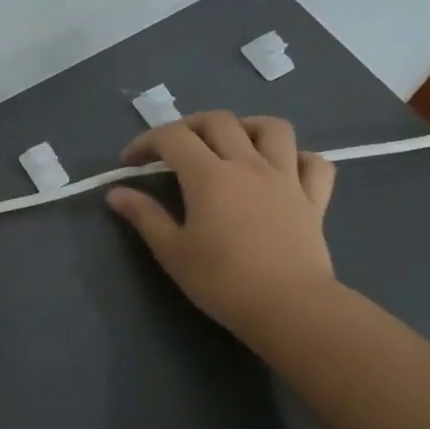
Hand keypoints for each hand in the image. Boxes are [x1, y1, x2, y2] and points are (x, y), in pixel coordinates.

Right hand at [106, 113, 337, 343]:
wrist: (289, 307)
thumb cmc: (222, 280)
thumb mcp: (172, 251)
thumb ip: (144, 216)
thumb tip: (115, 193)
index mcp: (209, 175)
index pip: (172, 138)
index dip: (145, 142)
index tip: (130, 164)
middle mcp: (248, 164)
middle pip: (218, 121)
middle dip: (189, 126)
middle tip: (173, 150)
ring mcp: (286, 178)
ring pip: (273, 129)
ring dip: (248, 127)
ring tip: (232, 145)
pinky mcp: (314, 199)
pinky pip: (314, 163)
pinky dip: (297, 158)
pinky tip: (282, 170)